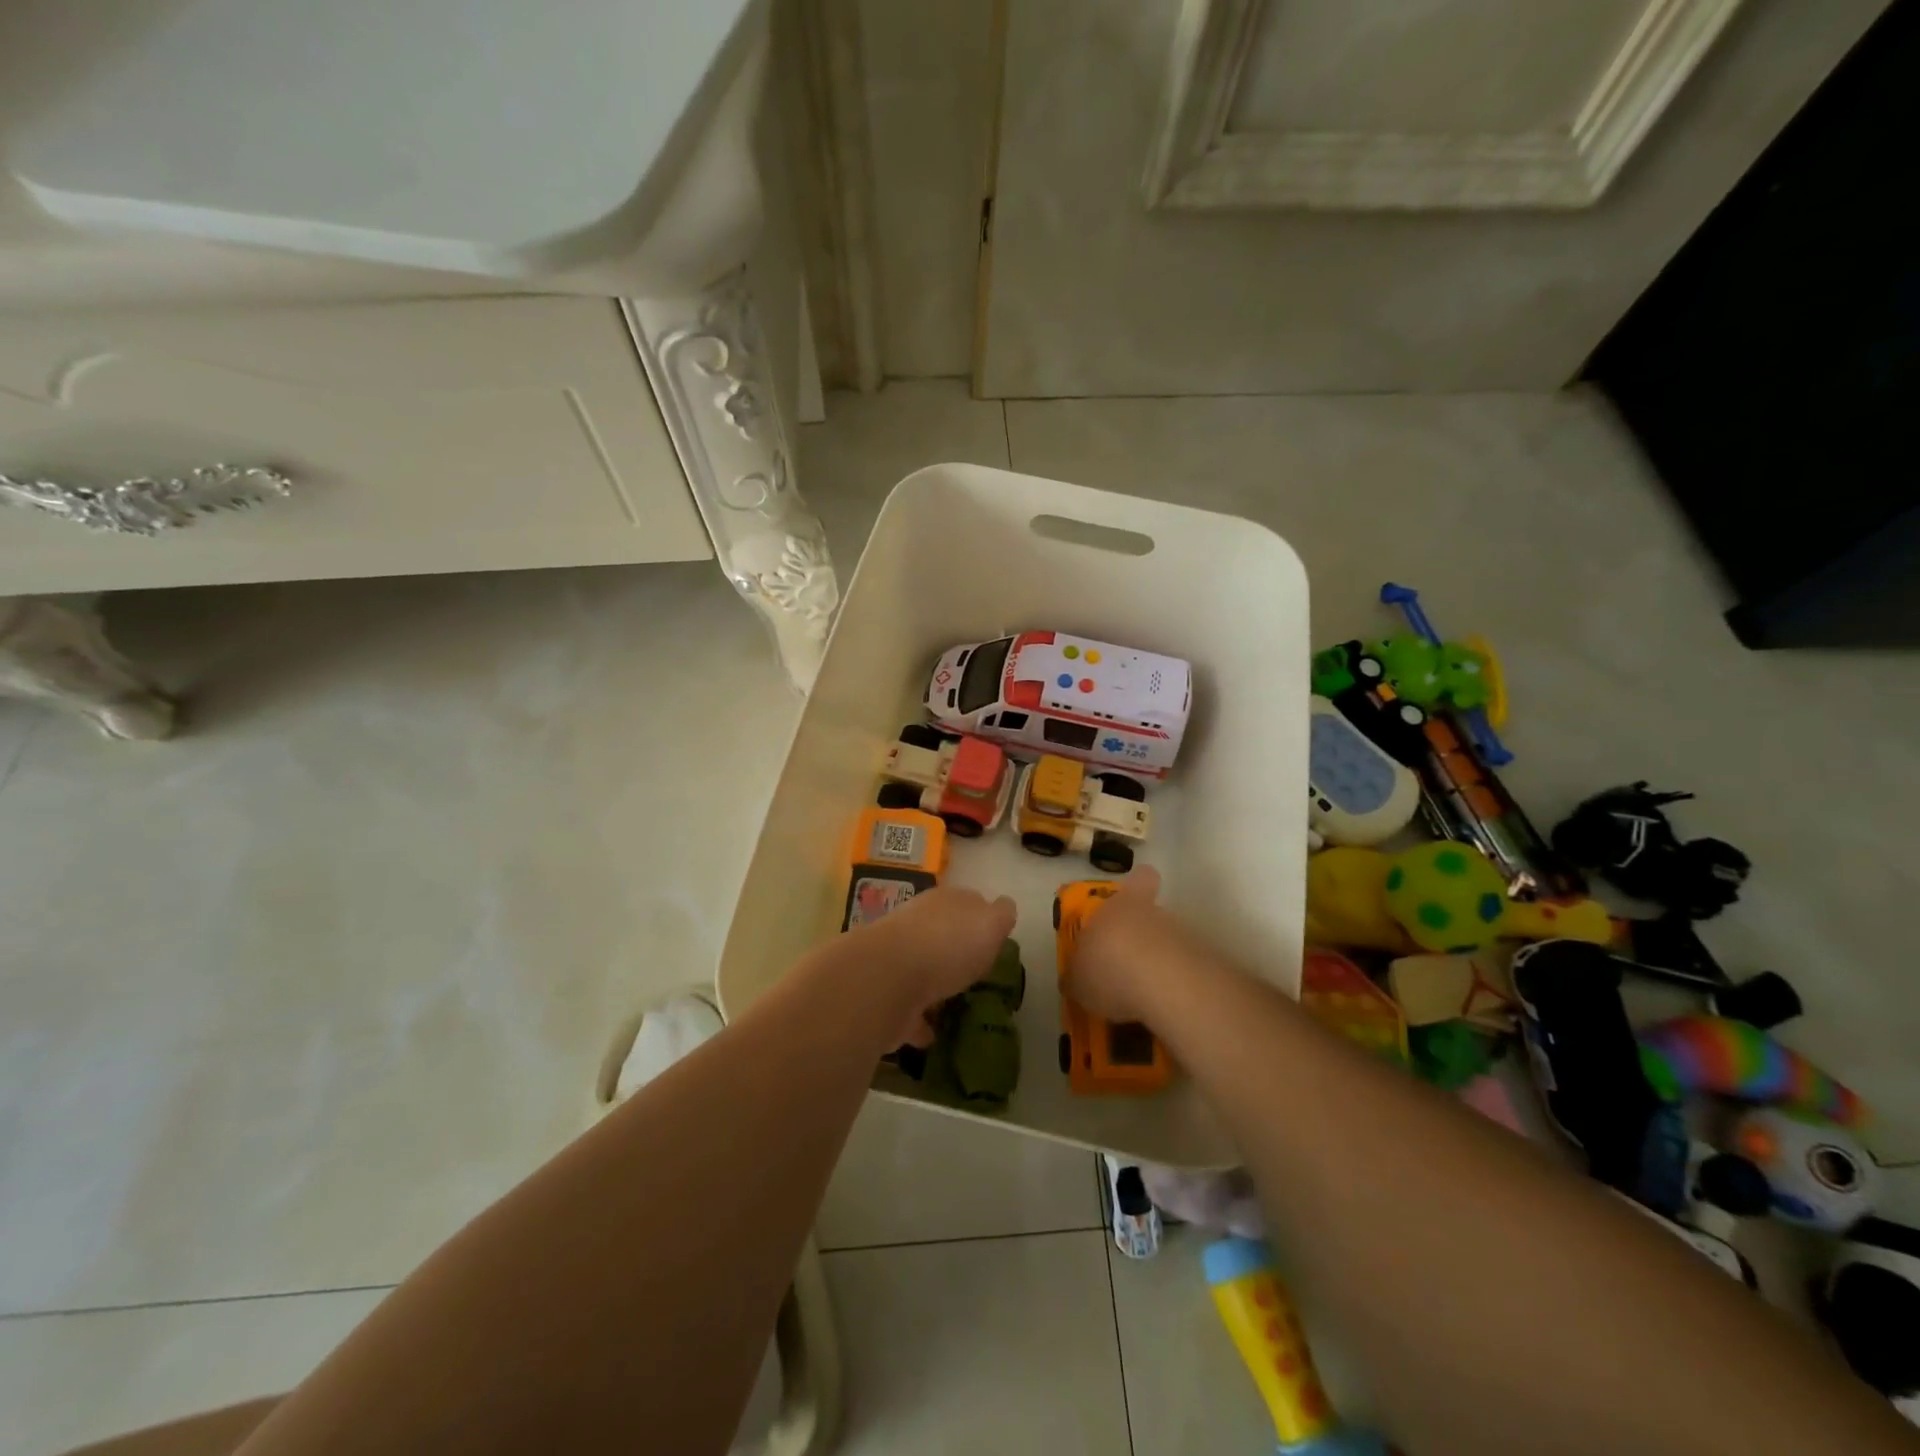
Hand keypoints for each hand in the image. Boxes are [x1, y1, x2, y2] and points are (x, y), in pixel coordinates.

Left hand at [847, 887, 1016, 1047]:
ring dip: (935, 987)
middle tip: (974, 974)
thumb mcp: (989, 923)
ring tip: (955, 1006)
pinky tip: (933, 1036)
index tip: (993, 941)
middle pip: (940, 936)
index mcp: (943, 904)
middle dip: (954, 951)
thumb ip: (999, 916)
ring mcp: (896, 962)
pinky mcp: (884, 998)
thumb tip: (1003, 907)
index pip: (966, 903)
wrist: (885, 979)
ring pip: (920, 971)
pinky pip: (907, 1010)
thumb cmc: (946, 945)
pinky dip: (919, 1022)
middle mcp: (916, 927)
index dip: (980, 919)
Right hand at [1062, 867, 1202, 1025]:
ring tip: (1140, 995)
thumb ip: (1077, 976)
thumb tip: (1074, 980)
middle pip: (1152, 914)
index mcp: (1120, 905)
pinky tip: (1159, 1007)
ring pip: (1168, 943)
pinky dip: (1172, 987)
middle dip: (1141, 936)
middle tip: (1125, 964)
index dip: (1140, 884)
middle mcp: (1153, 913)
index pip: (1141, 878)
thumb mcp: (1078, 980)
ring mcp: (1182, 937)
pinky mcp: (1203, 965)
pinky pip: (1182, 971)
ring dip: (1157, 963)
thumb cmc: (1109, 968)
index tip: (1135, 896)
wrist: (1165, 985)